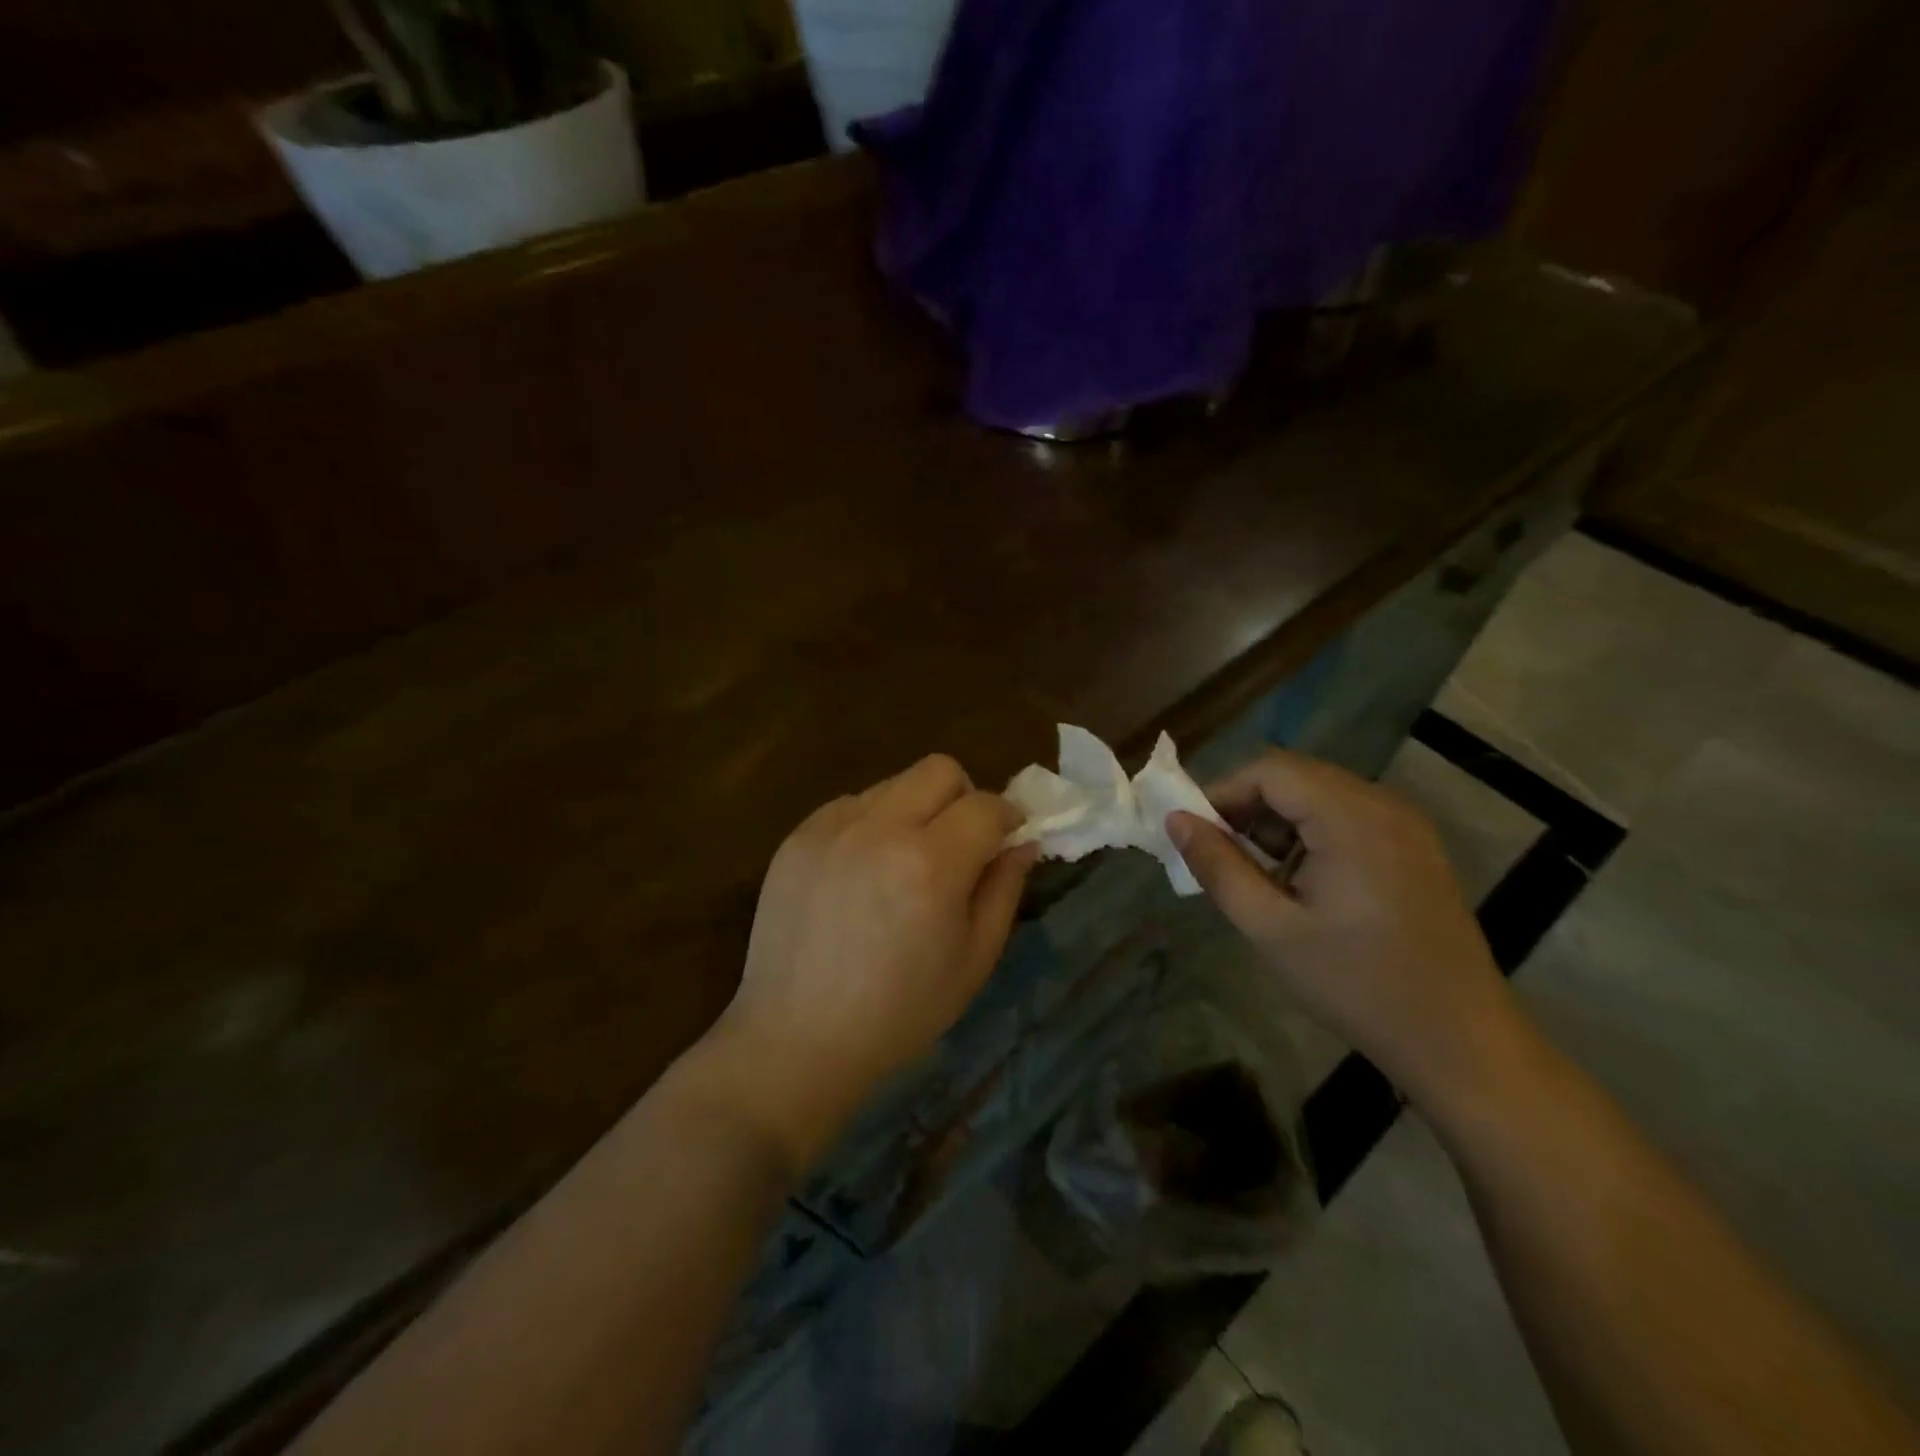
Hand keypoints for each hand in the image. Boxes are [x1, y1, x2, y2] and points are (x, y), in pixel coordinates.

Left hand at [713, 755, 1037, 1170]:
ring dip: (915, 810)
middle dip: (963, 797)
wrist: (797, 1038)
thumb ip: (1004, 889)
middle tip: (959, 843)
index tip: (1007, 838)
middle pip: (939, 769)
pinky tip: (862, 872)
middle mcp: (880, 829)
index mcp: (931, 865)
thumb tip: (1023, 841)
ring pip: (893, 784)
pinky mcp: (797, 836)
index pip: (987, 805)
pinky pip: (851, 805)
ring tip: (904, 861)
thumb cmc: (900, 1013)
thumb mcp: (974, 960)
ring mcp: (831, 827)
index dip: (1007, 817)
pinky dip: (871, 824)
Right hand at [1167, 748, 1522, 1106]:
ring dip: (1277, 821)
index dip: (1221, 792)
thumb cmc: (1356, 984)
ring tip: (1256, 874)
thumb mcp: (1270, 928)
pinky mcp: (1415, 847)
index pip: (1269, 770)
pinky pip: (1347, 816)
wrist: (1460, 1041)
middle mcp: (1383, 804)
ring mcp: (1406, 824)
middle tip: (1218, 854)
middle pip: (1295, 776)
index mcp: (1351, 817)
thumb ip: (1218, 866)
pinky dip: (1310, 833)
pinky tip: (1301, 882)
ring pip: (1319, 795)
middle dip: (1247, 807)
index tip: (1194, 834)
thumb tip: (1176, 820)